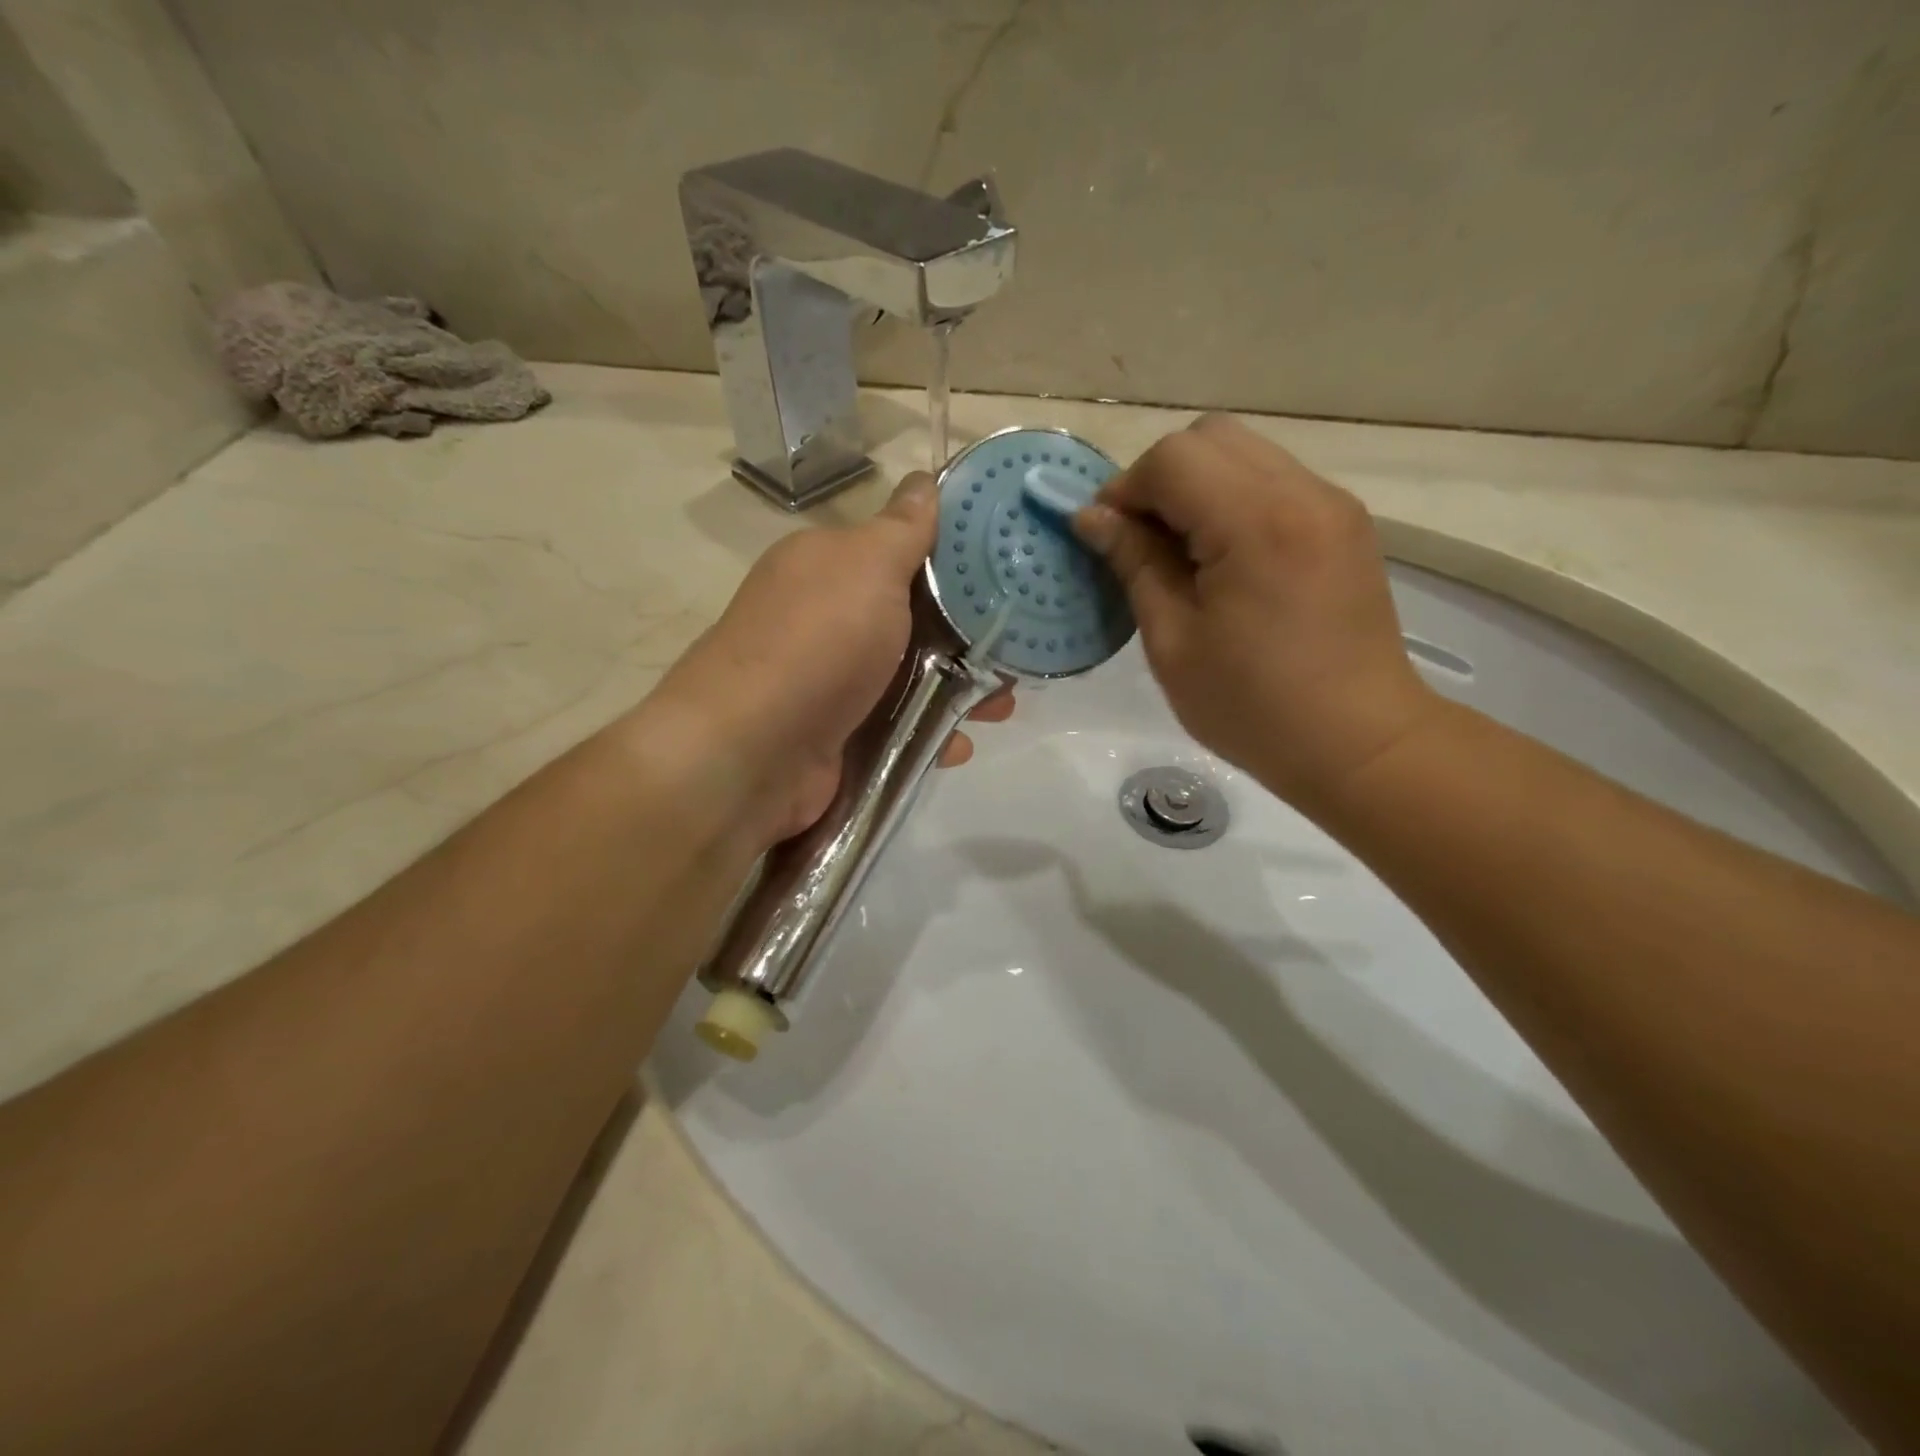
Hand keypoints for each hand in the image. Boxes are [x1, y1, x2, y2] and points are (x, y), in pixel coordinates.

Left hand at [650, 473, 1012, 845]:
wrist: (752, 752)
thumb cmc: (817, 644)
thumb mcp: (866, 567)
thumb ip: (903, 529)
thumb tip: (923, 479)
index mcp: (830, 567)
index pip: (904, 553)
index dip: (959, 565)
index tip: (1010, 580)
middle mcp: (829, 620)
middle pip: (916, 621)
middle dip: (969, 639)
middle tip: (1016, 655)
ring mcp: (834, 682)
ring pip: (913, 678)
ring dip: (961, 691)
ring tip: (1001, 709)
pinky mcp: (841, 736)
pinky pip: (900, 728)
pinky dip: (931, 735)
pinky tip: (957, 744)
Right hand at [1074, 414, 1438, 815]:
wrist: (1359, 743)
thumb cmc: (1253, 707)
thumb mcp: (1173, 642)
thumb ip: (1134, 564)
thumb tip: (1092, 517)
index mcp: (1256, 523)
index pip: (1173, 459)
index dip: (1125, 490)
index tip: (1106, 540)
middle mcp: (1302, 493)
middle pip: (1210, 438)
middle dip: (1160, 479)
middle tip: (1141, 542)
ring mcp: (1331, 504)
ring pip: (1244, 454)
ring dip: (1197, 488)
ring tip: (1180, 554)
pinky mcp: (1343, 524)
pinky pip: (1274, 482)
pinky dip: (1233, 502)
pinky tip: (1223, 560)